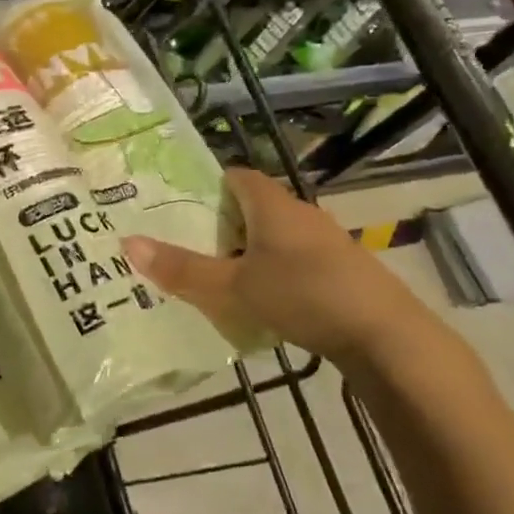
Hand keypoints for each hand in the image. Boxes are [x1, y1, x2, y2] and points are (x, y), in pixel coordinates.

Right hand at [123, 167, 438, 368]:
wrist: (387, 337)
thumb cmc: (304, 295)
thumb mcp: (233, 287)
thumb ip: (182, 269)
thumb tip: (127, 243)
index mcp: (273, 205)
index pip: (237, 176)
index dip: (207, 186)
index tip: (178, 206)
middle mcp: (300, 215)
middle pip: (253, 207)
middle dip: (221, 224)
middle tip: (186, 245)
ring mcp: (326, 243)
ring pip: (274, 237)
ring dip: (247, 251)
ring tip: (216, 276)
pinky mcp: (341, 271)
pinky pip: (294, 260)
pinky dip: (272, 271)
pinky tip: (261, 300)